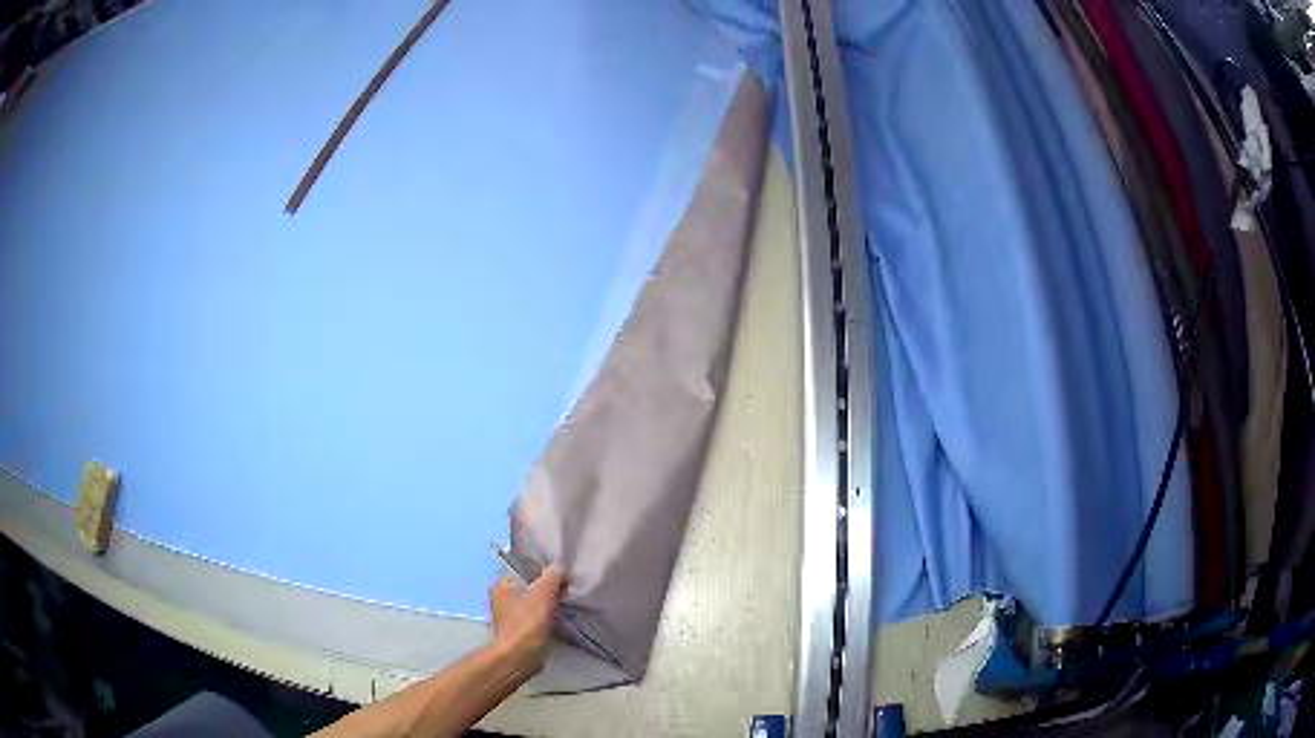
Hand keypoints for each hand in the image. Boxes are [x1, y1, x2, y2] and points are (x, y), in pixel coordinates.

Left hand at [488, 565, 564, 675]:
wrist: (521, 655)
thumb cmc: (528, 621)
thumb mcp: (543, 592)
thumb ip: (552, 575)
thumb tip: (559, 568)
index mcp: (501, 584)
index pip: (524, 569)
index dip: (543, 571)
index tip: (561, 576)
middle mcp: (501, 598)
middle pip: (530, 587)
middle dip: (548, 589)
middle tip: (566, 590)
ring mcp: (510, 616)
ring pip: (535, 603)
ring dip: (549, 604)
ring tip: (565, 603)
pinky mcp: (520, 631)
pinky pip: (537, 618)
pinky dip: (547, 618)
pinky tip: (559, 618)